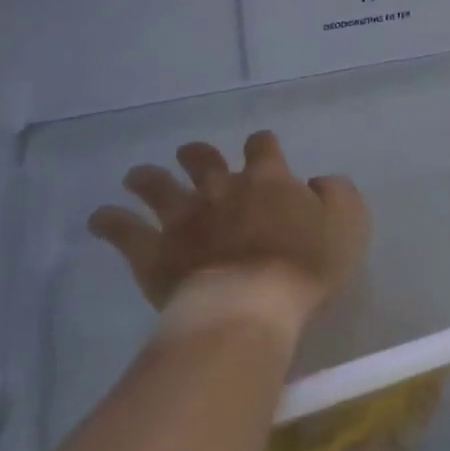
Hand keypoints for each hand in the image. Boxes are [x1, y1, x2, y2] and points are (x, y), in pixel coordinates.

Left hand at [86, 132, 368, 336]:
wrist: (250, 305)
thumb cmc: (307, 265)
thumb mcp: (348, 223)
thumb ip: (337, 194)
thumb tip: (318, 182)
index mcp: (268, 179)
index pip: (262, 146)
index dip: (262, 145)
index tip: (262, 150)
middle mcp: (221, 188)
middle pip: (202, 158)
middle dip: (197, 155)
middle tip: (194, 157)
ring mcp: (183, 218)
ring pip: (157, 185)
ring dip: (148, 178)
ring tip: (138, 177)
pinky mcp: (154, 251)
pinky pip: (123, 230)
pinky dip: (109, 221)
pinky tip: (100, 218)